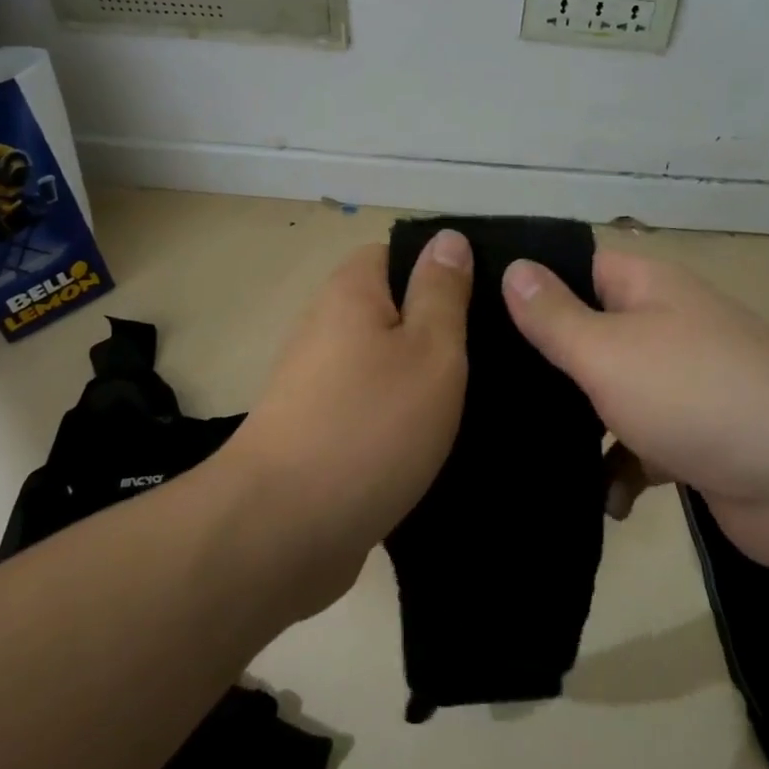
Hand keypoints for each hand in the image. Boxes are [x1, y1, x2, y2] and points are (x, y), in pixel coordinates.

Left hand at [231, 231, 472, 610]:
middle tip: (486, 362)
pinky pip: (369, 408)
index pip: (396, 255)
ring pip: (383, 365)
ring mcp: (315, 384)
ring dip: (420, 384)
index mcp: (349, 293)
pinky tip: (432, 447)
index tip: (481, 307)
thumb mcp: (430, 349)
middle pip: (391, 312)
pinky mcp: (315, 433)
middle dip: (436, 335)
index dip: (440, 273)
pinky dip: (397, 422)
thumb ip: (442, 292)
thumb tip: (447, 237)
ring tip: (471, 407)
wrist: (282, 531)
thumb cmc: (370, 425)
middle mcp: (325, 328)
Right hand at [502, 249, 768, 570]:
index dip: (531, 282)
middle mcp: (662, 327)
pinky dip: (617, 471)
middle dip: (543, 363)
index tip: (472, 309)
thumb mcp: (608, 351)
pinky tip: (601, 499)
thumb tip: (513, 267)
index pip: (576, 266)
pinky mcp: (692, 442)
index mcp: (646, 288)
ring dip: (576, 425)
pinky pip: (637, 447)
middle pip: (587, 334)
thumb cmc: (697, 394)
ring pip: (607, 395)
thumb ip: (555, 316)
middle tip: (480, 387)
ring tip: (521, 447)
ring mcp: (679, 386)